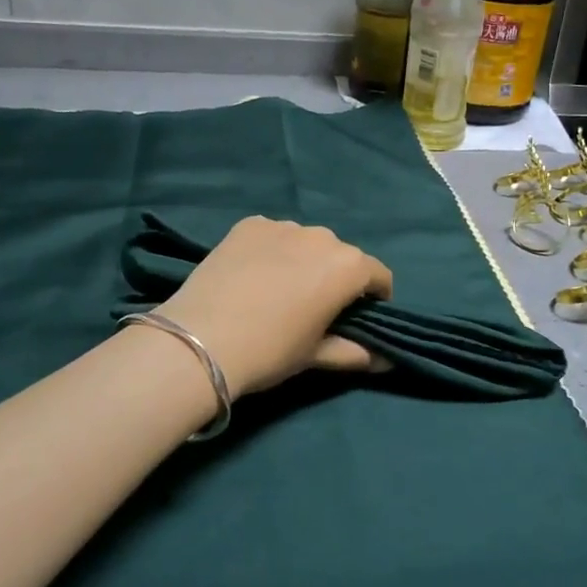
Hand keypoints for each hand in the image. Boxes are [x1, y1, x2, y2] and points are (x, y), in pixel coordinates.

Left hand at [157, 216, 394, 397]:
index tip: (360, 316)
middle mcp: (321, 236)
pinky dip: (271, 250)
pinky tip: (252, 275)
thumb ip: (355, 352)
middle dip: (336, 277)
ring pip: (306, 242)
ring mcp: (282, 225)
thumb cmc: (270, 350)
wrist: (200, 339)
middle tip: (314, 307)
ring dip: (304, 260)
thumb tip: (386, 361)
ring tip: (278, 290)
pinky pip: (273, 235)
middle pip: (341, 255)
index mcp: (348, 266)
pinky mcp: (249, 224)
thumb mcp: (315, 355)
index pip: (378, 275)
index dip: (375, 297)